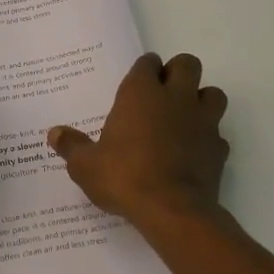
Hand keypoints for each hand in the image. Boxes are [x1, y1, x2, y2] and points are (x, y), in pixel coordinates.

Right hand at [49, 53, 228, 226]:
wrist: (171, 210)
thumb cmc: (123, 177)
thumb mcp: (85, 165)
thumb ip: (71, 146)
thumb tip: (54, 134)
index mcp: (141, 93)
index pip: (147, 63)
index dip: (143, 71)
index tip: (136, 84)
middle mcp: (176, 98)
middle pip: (187, 64)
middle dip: (177, 73)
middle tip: (162, 93)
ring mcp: (203, 121)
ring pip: (213, 93)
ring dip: (201, 100)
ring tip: (184, 118)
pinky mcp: (219, 148)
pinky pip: (218, 134)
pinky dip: (208, 139)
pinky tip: (194, 153)